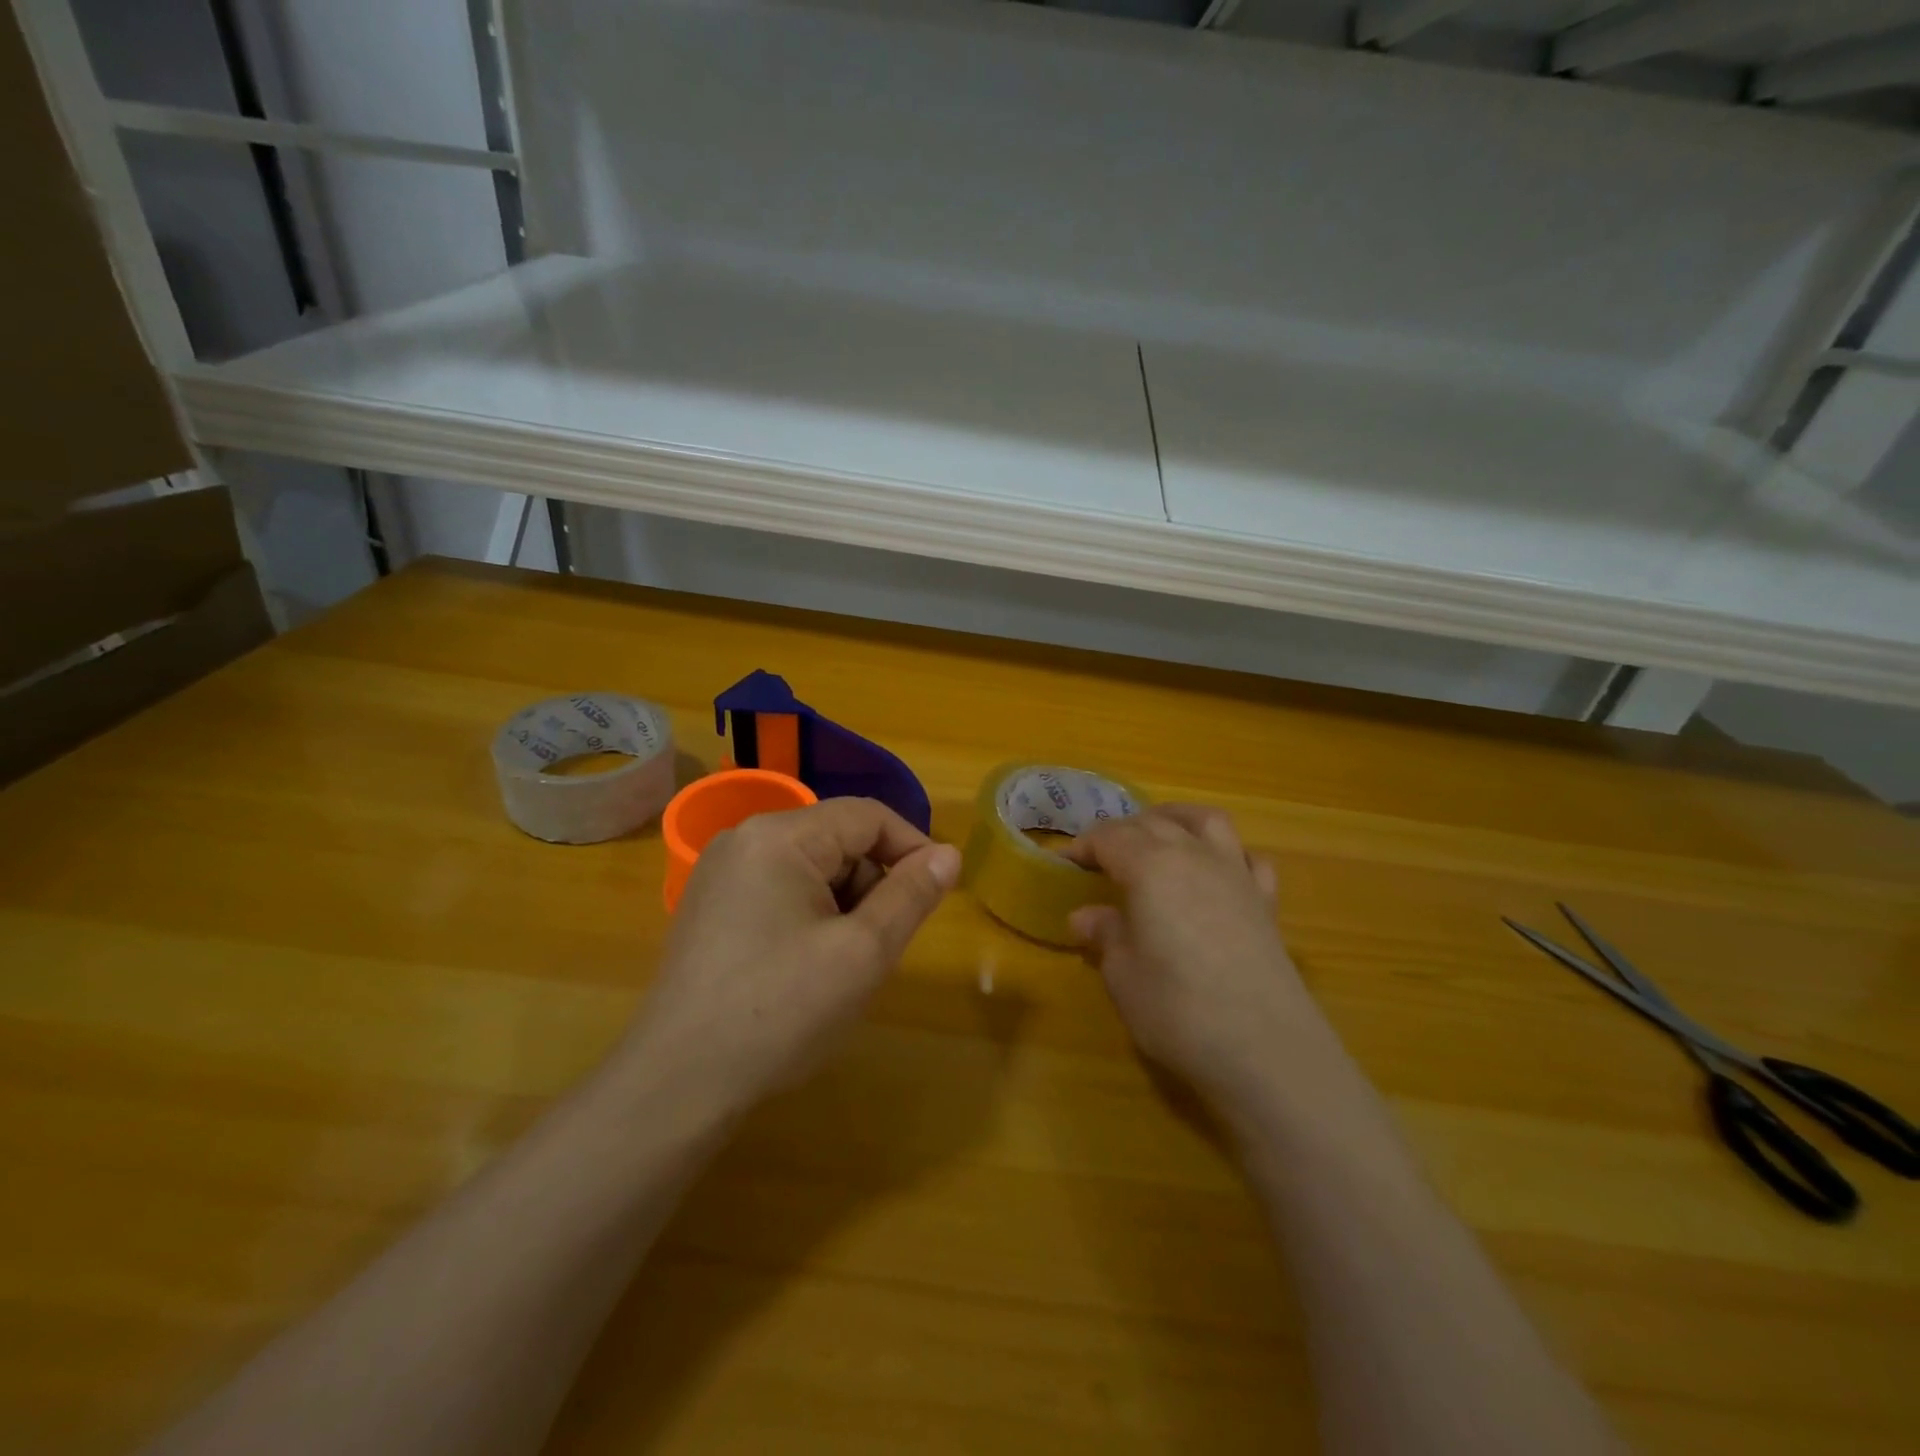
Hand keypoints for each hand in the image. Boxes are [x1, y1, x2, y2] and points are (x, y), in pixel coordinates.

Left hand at [622, 798, 960, 1119]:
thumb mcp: (862, 953)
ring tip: (842, 967)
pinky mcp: (712, 908)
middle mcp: (744, 839)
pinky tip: (806, 970)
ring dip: (843, 906)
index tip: (940, 891)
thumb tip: (950, 854)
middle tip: (882, 947)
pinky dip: (811, 918)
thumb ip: (911, 895)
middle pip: (837, 840)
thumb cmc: (780, 1012)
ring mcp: (721, 874)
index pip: (867, 816)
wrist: (676, 1085)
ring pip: (811, 869)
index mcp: (779, 836)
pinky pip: (781, 892)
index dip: (913, 847)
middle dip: (873, 885)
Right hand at [1065, 804, 1329, 1114]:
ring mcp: (1237, 875)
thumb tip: (1085, 916)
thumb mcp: (1123, 976)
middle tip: (1101, 858)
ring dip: (1177, 820)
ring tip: (1159, 835)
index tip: (1064, 864)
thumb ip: (1104, 936)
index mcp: (1151, 867)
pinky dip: (1228, 854)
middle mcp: (1194, 856)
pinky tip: (1218, 873)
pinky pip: (1249, 858)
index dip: (1083, 847)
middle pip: (1153, 823)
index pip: (1110, 837)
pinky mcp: (1267, 903)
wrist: (1266, 1050)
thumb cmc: (1177, 1010)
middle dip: (1122, 832)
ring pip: (1208, 822)